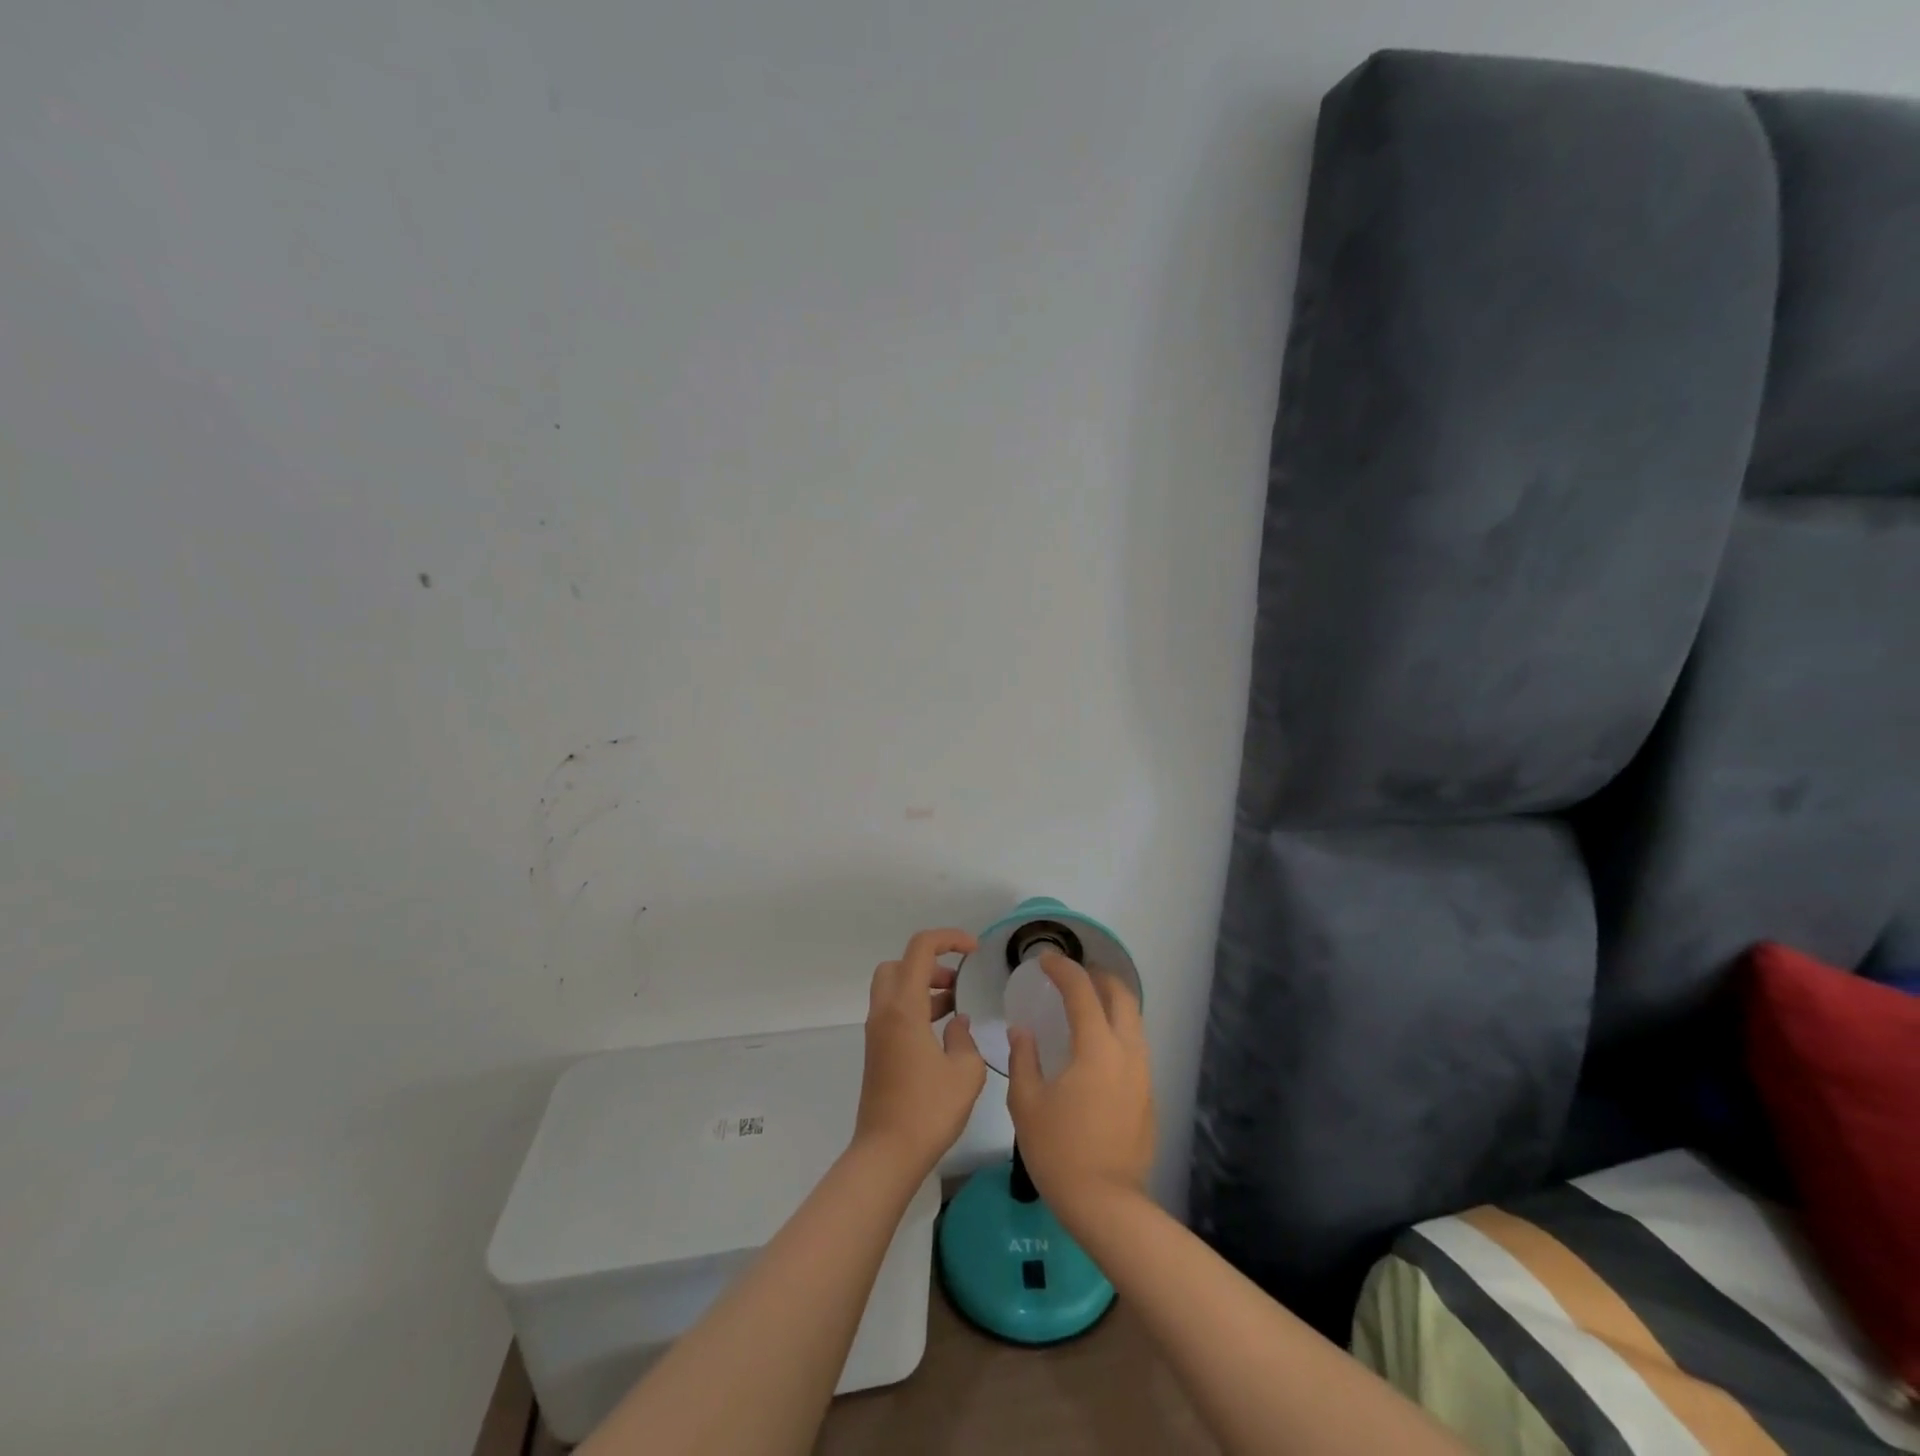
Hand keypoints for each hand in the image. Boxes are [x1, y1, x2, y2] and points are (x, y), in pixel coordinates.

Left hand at [853, 928, 987, 1176]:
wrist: (887, 1154)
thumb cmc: (928, 1110)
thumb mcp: (965, 1072)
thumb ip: (965, 1038)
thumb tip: (957, 1024)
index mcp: (904, 1007)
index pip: (920, 949)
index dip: (949, 938)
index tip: (974, 950)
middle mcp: (884, 1012)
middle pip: (899, 964)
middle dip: (930, 963)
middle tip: (957, 982)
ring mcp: (877, 1032)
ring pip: (895, 988)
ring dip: (924, 987)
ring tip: (957, 1006)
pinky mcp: (878, 1051)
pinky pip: (895, 1011)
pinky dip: (917, 1008)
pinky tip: (944, 1033)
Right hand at [1007, 951, 1154, 1217]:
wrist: (1106, 1204)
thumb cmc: (1059, 1151)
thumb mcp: (1027, 1103)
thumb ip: (1024, 1058)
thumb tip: (1023, 1032)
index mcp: (1097, 1048)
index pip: (1082, 991)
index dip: (1063, 969)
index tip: (1045, 961)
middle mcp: (1127, 1052)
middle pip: (1122, 996)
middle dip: (1098, 976)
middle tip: (1073, 974)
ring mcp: (1143, 1074)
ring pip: (1134, 1020)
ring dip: (1112, 1001)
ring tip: (1086, 1003)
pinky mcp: (1148, 1095)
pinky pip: (1135, 1045)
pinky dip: (1118, 1029)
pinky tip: (1097, 1045)